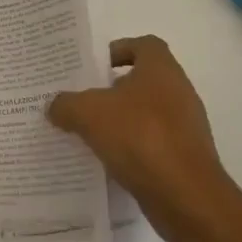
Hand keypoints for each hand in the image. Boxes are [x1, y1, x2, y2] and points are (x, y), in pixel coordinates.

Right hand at [47, 35, 237, 241]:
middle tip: (83, 101)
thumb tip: (55, 105)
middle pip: (143, 81)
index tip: (95, 67)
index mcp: (161, 70)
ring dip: (121, 121)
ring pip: (147, 114)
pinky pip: (153, 144)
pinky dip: (133, 149)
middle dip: (113, 90)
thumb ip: (66, 104)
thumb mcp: (89, 114)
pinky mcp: (186, 158)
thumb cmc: (140, 137)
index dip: (120, 50)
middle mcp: (179, 92)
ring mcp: (186, 127)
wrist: (186, 196)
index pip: (144, 45)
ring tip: (89, 134)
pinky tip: (109, 162)